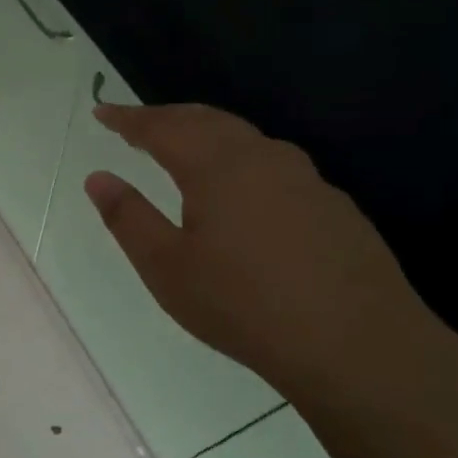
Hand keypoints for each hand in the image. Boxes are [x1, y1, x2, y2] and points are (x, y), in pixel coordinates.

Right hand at [85, 103, 434, 395]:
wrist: (360, 346)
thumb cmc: (245, 305)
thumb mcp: (167, 268)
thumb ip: (128, 217)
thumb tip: (97, 177)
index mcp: (217, 167)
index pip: (162, 127)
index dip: (128, 118)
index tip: (102, 111)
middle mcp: (262, 158)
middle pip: (206, 120)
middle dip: (166, 117)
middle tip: (136, 124)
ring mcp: (305, 179)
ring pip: (244, 138)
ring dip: (205, 133)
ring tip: (183, 146)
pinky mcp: (333, 205)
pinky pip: (273, 163)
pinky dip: (239, 159)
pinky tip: (241, 189)